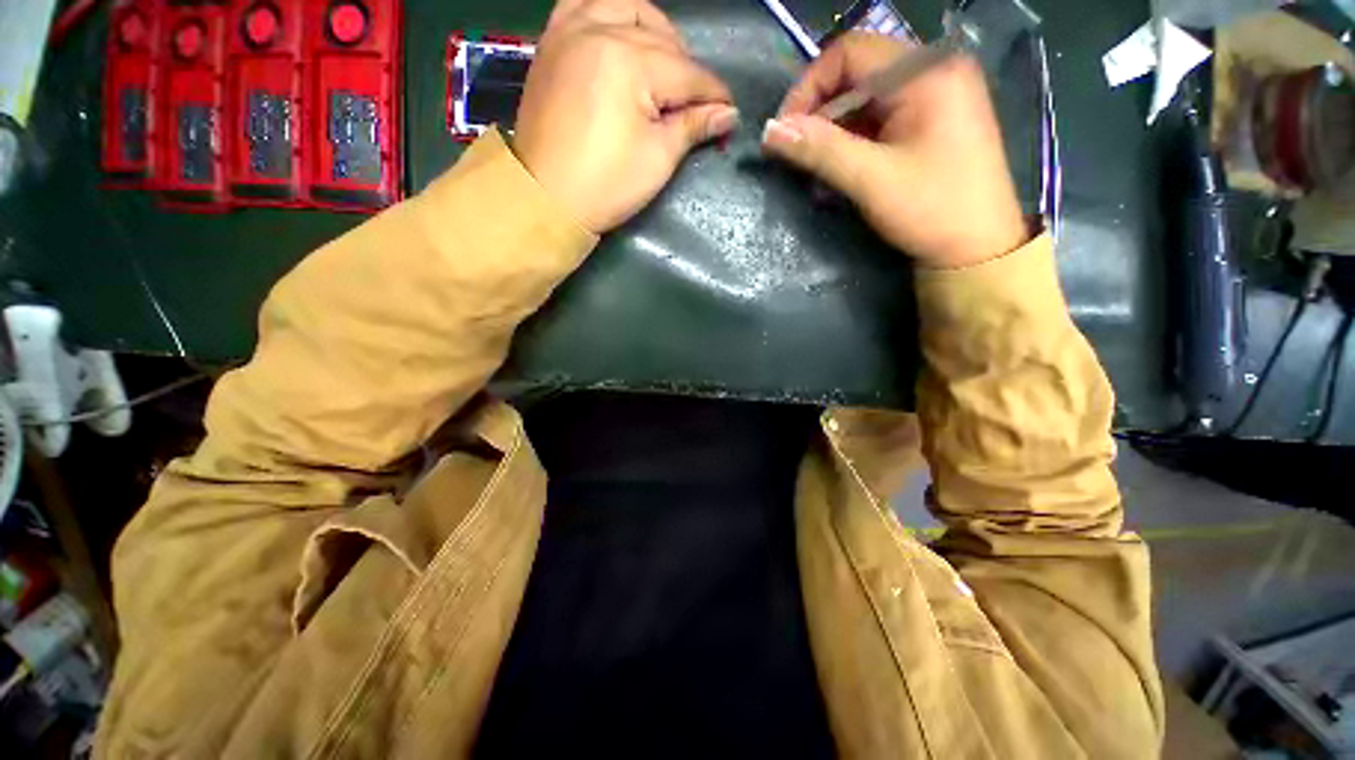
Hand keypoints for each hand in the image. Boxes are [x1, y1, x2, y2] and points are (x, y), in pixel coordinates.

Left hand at [514, 0, 736, 232]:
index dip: (714, 94)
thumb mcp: (658, 158)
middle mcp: (599, 29)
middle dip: (687, 69)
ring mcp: (570, 30)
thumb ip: (693, 126)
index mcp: (629, 60)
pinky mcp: (551, 42)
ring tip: (664, 63)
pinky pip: (584, 5)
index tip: (729, 111)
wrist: (546, 198)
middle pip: (661, 40)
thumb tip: (727, 114)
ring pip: (626, 7)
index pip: (687, 73)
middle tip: (697, 102)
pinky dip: (610, 13)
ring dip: (655, 31)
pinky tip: (621, 34)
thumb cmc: (606, 185)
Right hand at [762, 32, 1027, 268]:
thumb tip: (769, 132)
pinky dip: (853, 142)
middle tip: (796, 154)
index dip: (808, 87)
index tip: (785, 132)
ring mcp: (934, 95)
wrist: (978, 248)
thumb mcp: (871, 180)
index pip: (849, 53)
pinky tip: (840, 171)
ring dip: (833, 132)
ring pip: (865, 99)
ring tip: (815, 170)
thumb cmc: (932, 210)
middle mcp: (932, 71)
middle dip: (819, 113)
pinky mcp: (931, 121)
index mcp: (925, 72)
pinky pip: (880, 118)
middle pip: (857, 73)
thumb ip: (820, 150)